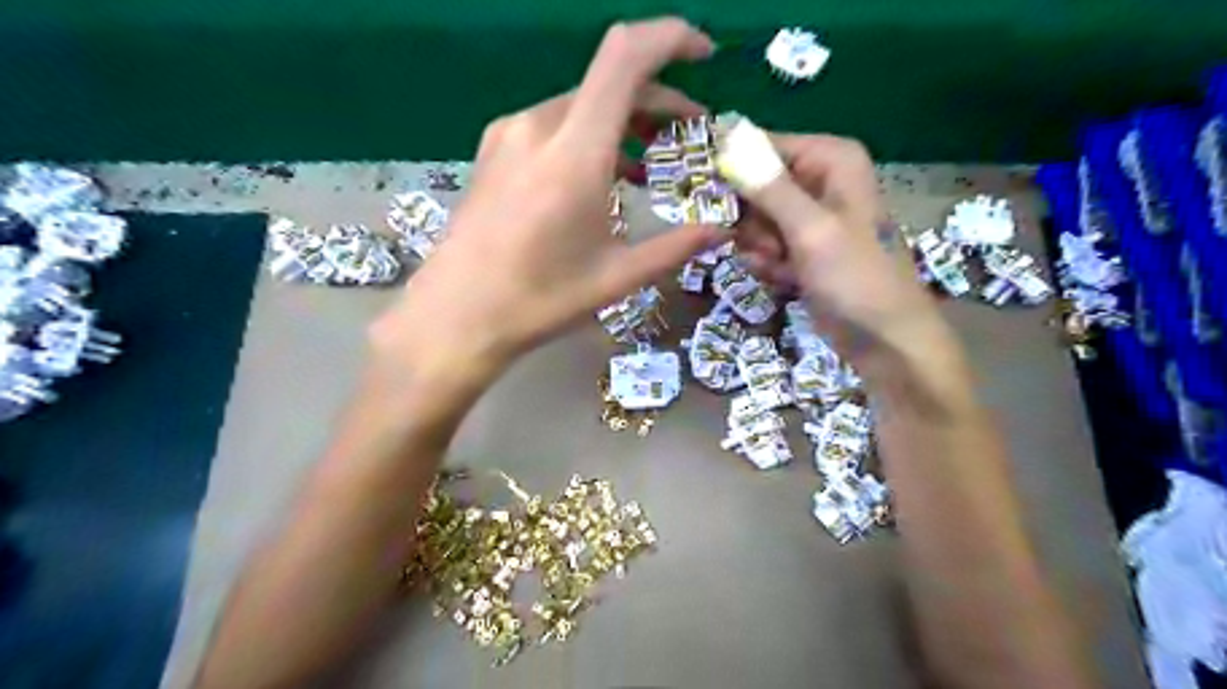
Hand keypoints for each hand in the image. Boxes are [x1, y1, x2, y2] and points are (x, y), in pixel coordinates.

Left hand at [367, 17, 720, 381]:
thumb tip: (721, 230)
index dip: (671, 39)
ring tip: (649, 160)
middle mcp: (538, 127)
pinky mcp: (494, 149)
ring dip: (622, 119)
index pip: (625, 57)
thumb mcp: (616, 278)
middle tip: (689, 132)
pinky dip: (589, 134)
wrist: (456, 315)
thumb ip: (675, 248)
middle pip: (609, 81)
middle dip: (657, 98)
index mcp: (573, 153)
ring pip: (581, 103)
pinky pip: (553, 123)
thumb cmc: (538, 300)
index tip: (705, 55)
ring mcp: (509, 134)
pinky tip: (601, 173)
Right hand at [733, 132, 950, 366]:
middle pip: (756, 184)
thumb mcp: (811, 230)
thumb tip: (728, 139)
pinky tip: (785, 279)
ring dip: (758, 246)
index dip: (733, 169)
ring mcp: (809, 218)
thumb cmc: (855, 278)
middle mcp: (820, 181)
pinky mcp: (801, 248)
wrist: (884, 339)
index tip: (704, 196)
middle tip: (762, 243)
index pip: (763, 146)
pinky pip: (764, 244)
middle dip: (751, 219)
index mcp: (831, 160)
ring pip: (755, 219)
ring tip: (779, 264)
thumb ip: (769, 187)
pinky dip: (768, 263)